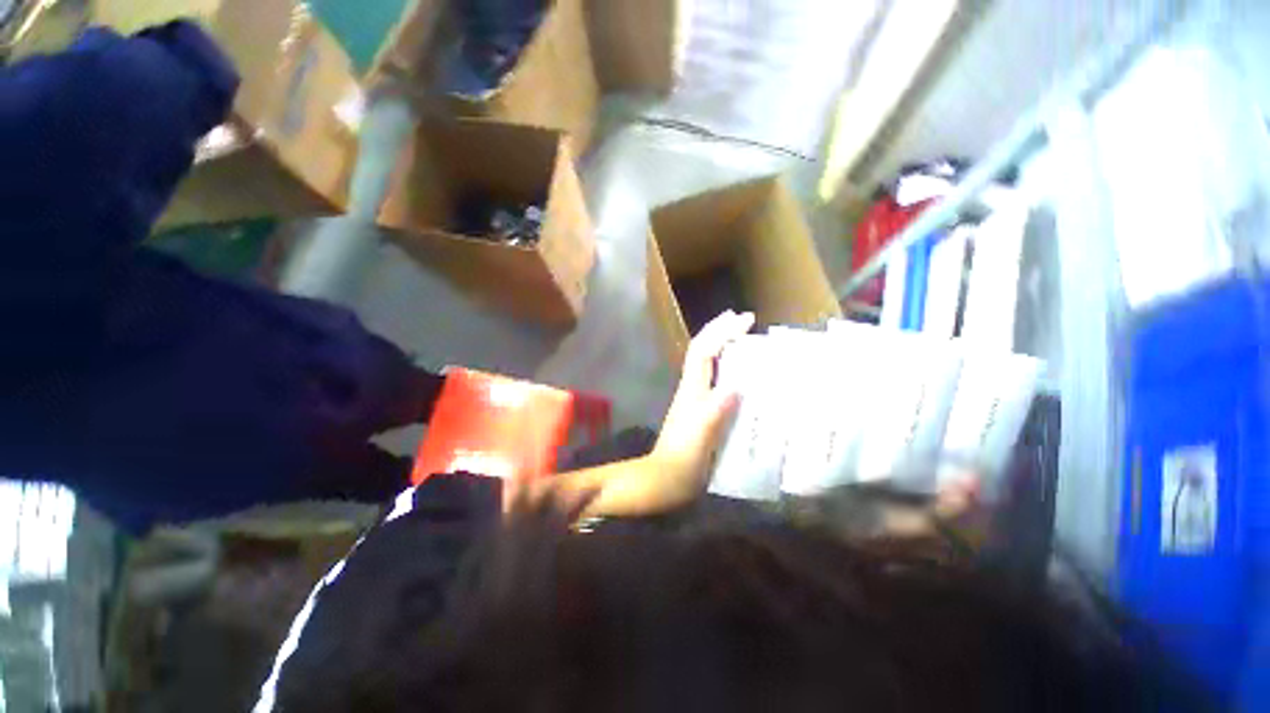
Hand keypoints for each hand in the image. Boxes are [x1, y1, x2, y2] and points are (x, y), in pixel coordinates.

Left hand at [647, 310, 755, 506]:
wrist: (666, 480)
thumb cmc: (683, 458)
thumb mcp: (701, 434)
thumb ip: (715, 410)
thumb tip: (736, 386)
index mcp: (692, 389)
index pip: (704, 350)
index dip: (721, 331)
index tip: (745, 319)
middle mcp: (692, 389)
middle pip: (703, 351)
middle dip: (721, 331)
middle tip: (744, 321)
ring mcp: (695, 400)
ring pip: (708, 364)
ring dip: (724, 347)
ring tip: (746, 340)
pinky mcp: (700, 412)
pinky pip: (715, 382)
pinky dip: (728, 370)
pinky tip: (743, 377)